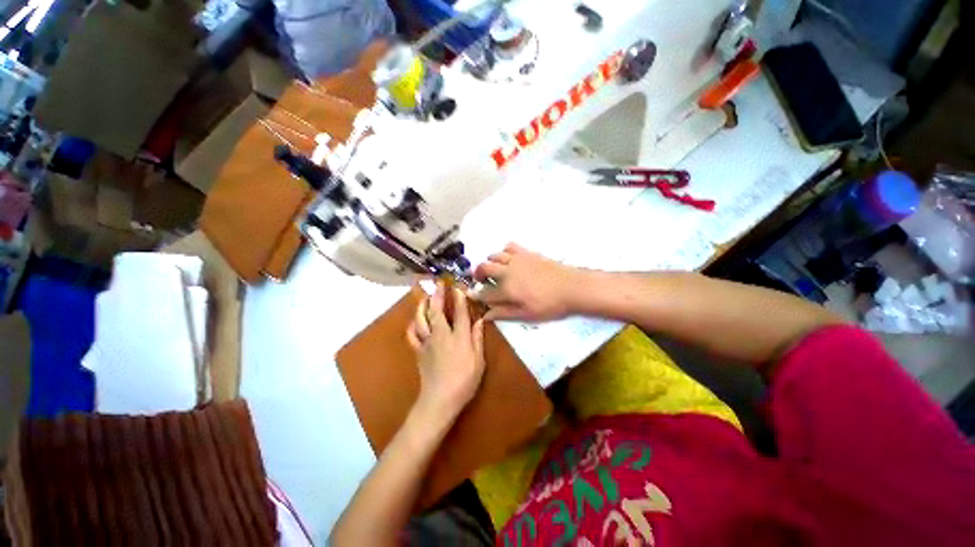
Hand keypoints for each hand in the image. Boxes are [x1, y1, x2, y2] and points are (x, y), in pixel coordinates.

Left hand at [407, 283, 485, 420]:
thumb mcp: (478, 362)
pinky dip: (413, 325)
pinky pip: (412, 334)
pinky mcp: (418, 351)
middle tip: (438, 283)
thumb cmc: (464, 382)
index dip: (459, 298)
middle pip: (437, 311)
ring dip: (423, 305)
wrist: (440, 400)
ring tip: (425, 296)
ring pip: (422, 319)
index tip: (457, 286)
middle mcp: (442, 335)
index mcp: (459, 338)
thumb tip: (480, 320)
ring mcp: (427, 342)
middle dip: (438, 295)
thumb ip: (477, 338)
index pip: (460, 313)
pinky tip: (414, 320)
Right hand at [473, 243, 580, 321]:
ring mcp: (517, 259)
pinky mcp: (527, 253)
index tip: (471, 295)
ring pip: (494, 255)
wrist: (572, 287)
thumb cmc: (549, 305)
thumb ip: (504, 313)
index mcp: (506, 289)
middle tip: (480, 280)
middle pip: (484, 267)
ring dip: (489, 262)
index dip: (476, 294)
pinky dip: (504, 251)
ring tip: (494, 270)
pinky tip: (508, 258)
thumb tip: (485, 315)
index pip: (485, 292)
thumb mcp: (526, 315)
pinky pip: (509, 246)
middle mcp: (507, 271)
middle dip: (478, 273)